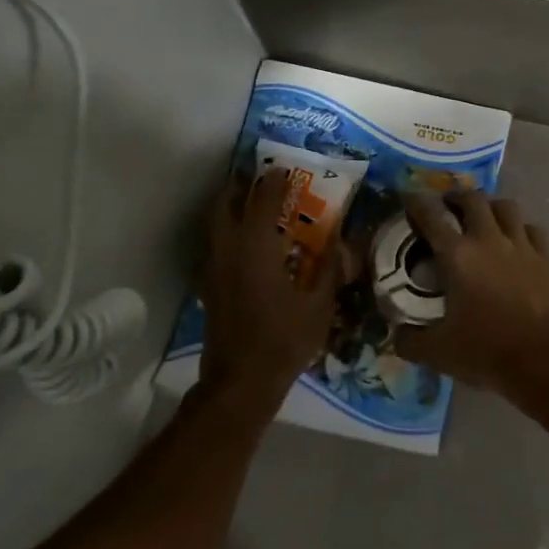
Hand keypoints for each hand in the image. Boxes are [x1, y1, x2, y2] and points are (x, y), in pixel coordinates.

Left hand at [199, 169, 338, 414]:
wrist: (242, 380)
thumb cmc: (286, 339)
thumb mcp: (320, 303)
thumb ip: (329, 266)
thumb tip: (339, 238)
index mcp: (257, 247)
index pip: (263, 200)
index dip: (274, 182)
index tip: (285, 169)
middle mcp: (229, 249)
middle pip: (224, 204)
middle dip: (239, 186)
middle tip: (257, 179)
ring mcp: (213, 268)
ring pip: (213, 224)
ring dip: (228, 206)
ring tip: (249, 203)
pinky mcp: (209, 286)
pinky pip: (214, 244)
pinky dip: (226, 231)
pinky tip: (245, 243)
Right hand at [396, 190, 548, 391]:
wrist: (542, 358)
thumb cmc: (485, 349)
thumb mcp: (436, 352)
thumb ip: (409, 340)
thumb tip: (396, 335)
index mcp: (457, 256)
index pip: (431, 216)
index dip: (416, 203)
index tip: (408, 198)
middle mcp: (488, 240)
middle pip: (472, 199)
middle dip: (456, 197)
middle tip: (447, 206)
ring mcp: (521, 246)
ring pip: (506, 206)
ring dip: (491, 206)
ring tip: (483, 216)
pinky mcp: (545, 258)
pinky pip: (532, 229)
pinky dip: (521, 229)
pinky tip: (516, 239)